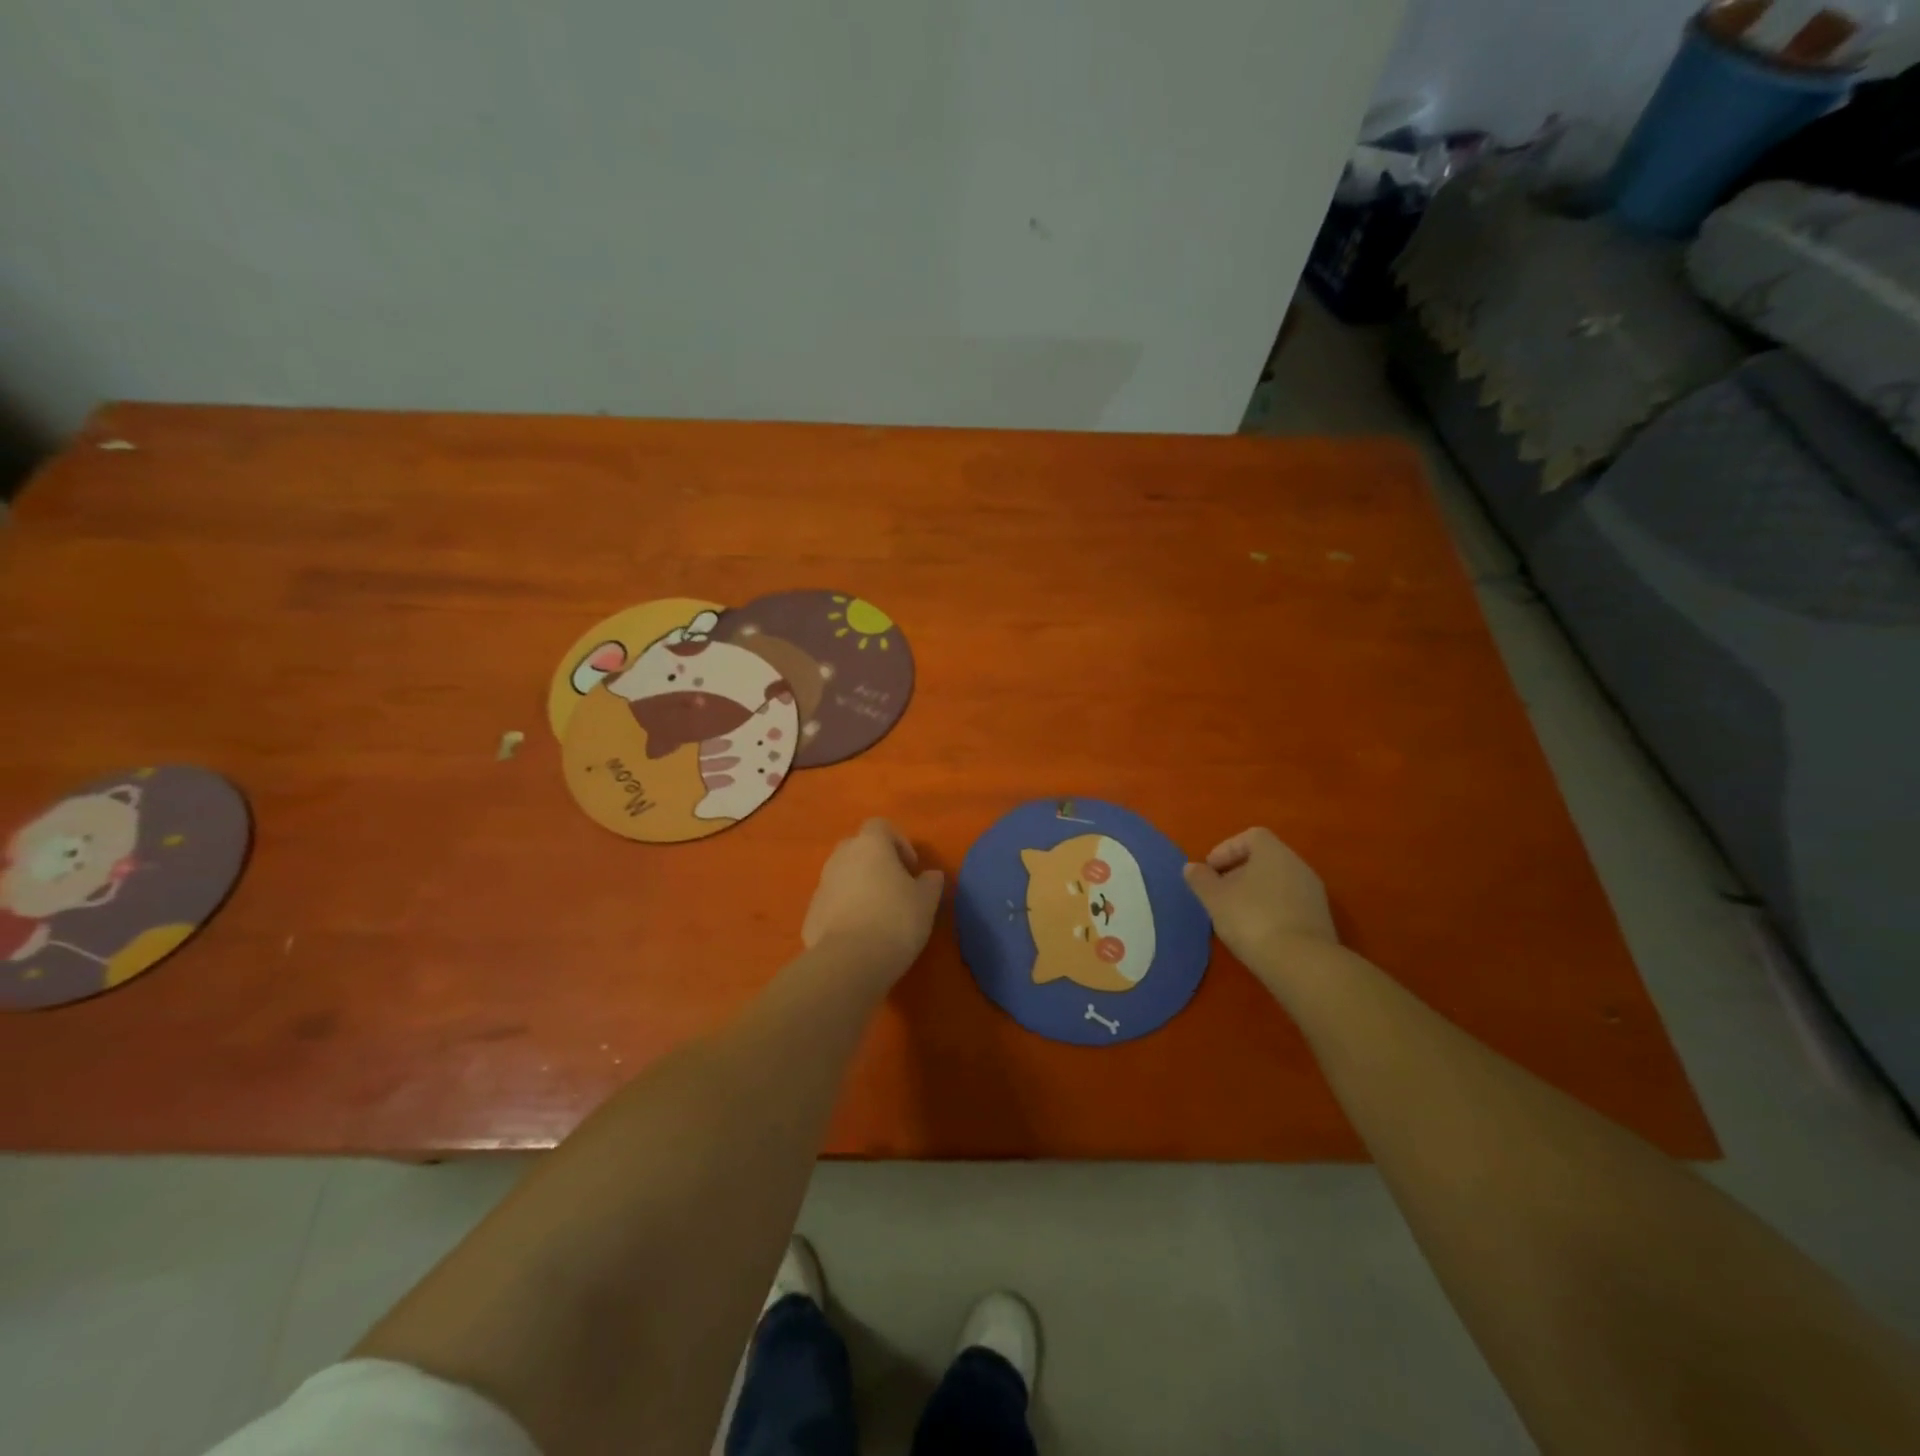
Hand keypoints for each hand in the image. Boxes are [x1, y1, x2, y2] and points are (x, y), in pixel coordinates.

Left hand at [802, 818, 943, 982]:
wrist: (849, 961)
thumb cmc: (895, 920)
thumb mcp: (926, 901)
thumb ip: (930, 882)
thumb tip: (930, 875)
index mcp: (870, 845)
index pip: (881, 826)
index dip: (898, 842)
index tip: (911, 868)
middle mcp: (841, 858)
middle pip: (858, 848)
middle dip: (875, 863)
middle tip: (895, 888)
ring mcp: (822, 885)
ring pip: (842, 876)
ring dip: (859, 887)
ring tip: (878, 915)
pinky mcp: (810, 914)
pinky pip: (832, 903)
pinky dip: (845, 911)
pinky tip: (860, 935)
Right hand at [1183, 828, 1336, 980]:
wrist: (1301, 963)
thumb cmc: (1252, 918)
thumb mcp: (1215, 899)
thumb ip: (1200, 880)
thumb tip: (1192, 867)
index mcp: (1274, 852)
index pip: (1250, 836)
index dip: (1226, 849)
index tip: (1210, 870)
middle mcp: (1298, 865)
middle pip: (1265, 859)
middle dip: (1238, 873)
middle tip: (1219, 893)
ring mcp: (1313, 893)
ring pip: (1277, 883)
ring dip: (1255, 893)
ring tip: (1235, 915)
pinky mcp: (1320, 919)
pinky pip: (1289, 904)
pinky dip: (1271, 910)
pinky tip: (1257, 931)